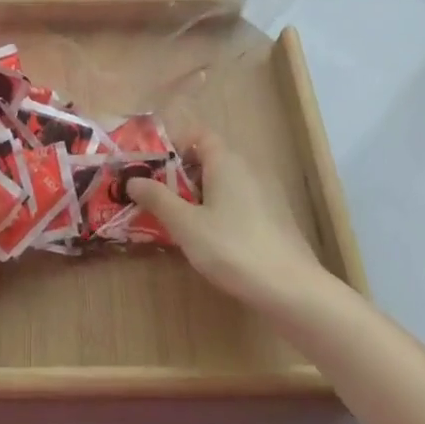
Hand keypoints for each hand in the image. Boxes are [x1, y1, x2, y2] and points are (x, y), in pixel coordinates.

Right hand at [127, 129, 327, 312]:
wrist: (291, 289)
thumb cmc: (232, 248)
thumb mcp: (185, 224)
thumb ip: (157, 198)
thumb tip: (133, 179)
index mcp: (226, 161)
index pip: (198, 134)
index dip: (174, 144)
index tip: (152, 166)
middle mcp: (248, 168)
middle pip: (209, 158)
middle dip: (181, 173)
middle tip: (157, 196)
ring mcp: (265, 193)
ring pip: (223, 182)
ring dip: (199, 194)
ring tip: (177, 220)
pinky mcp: (274, 217)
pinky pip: (238, 201)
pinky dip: (219, 209)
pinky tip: (209, 238)